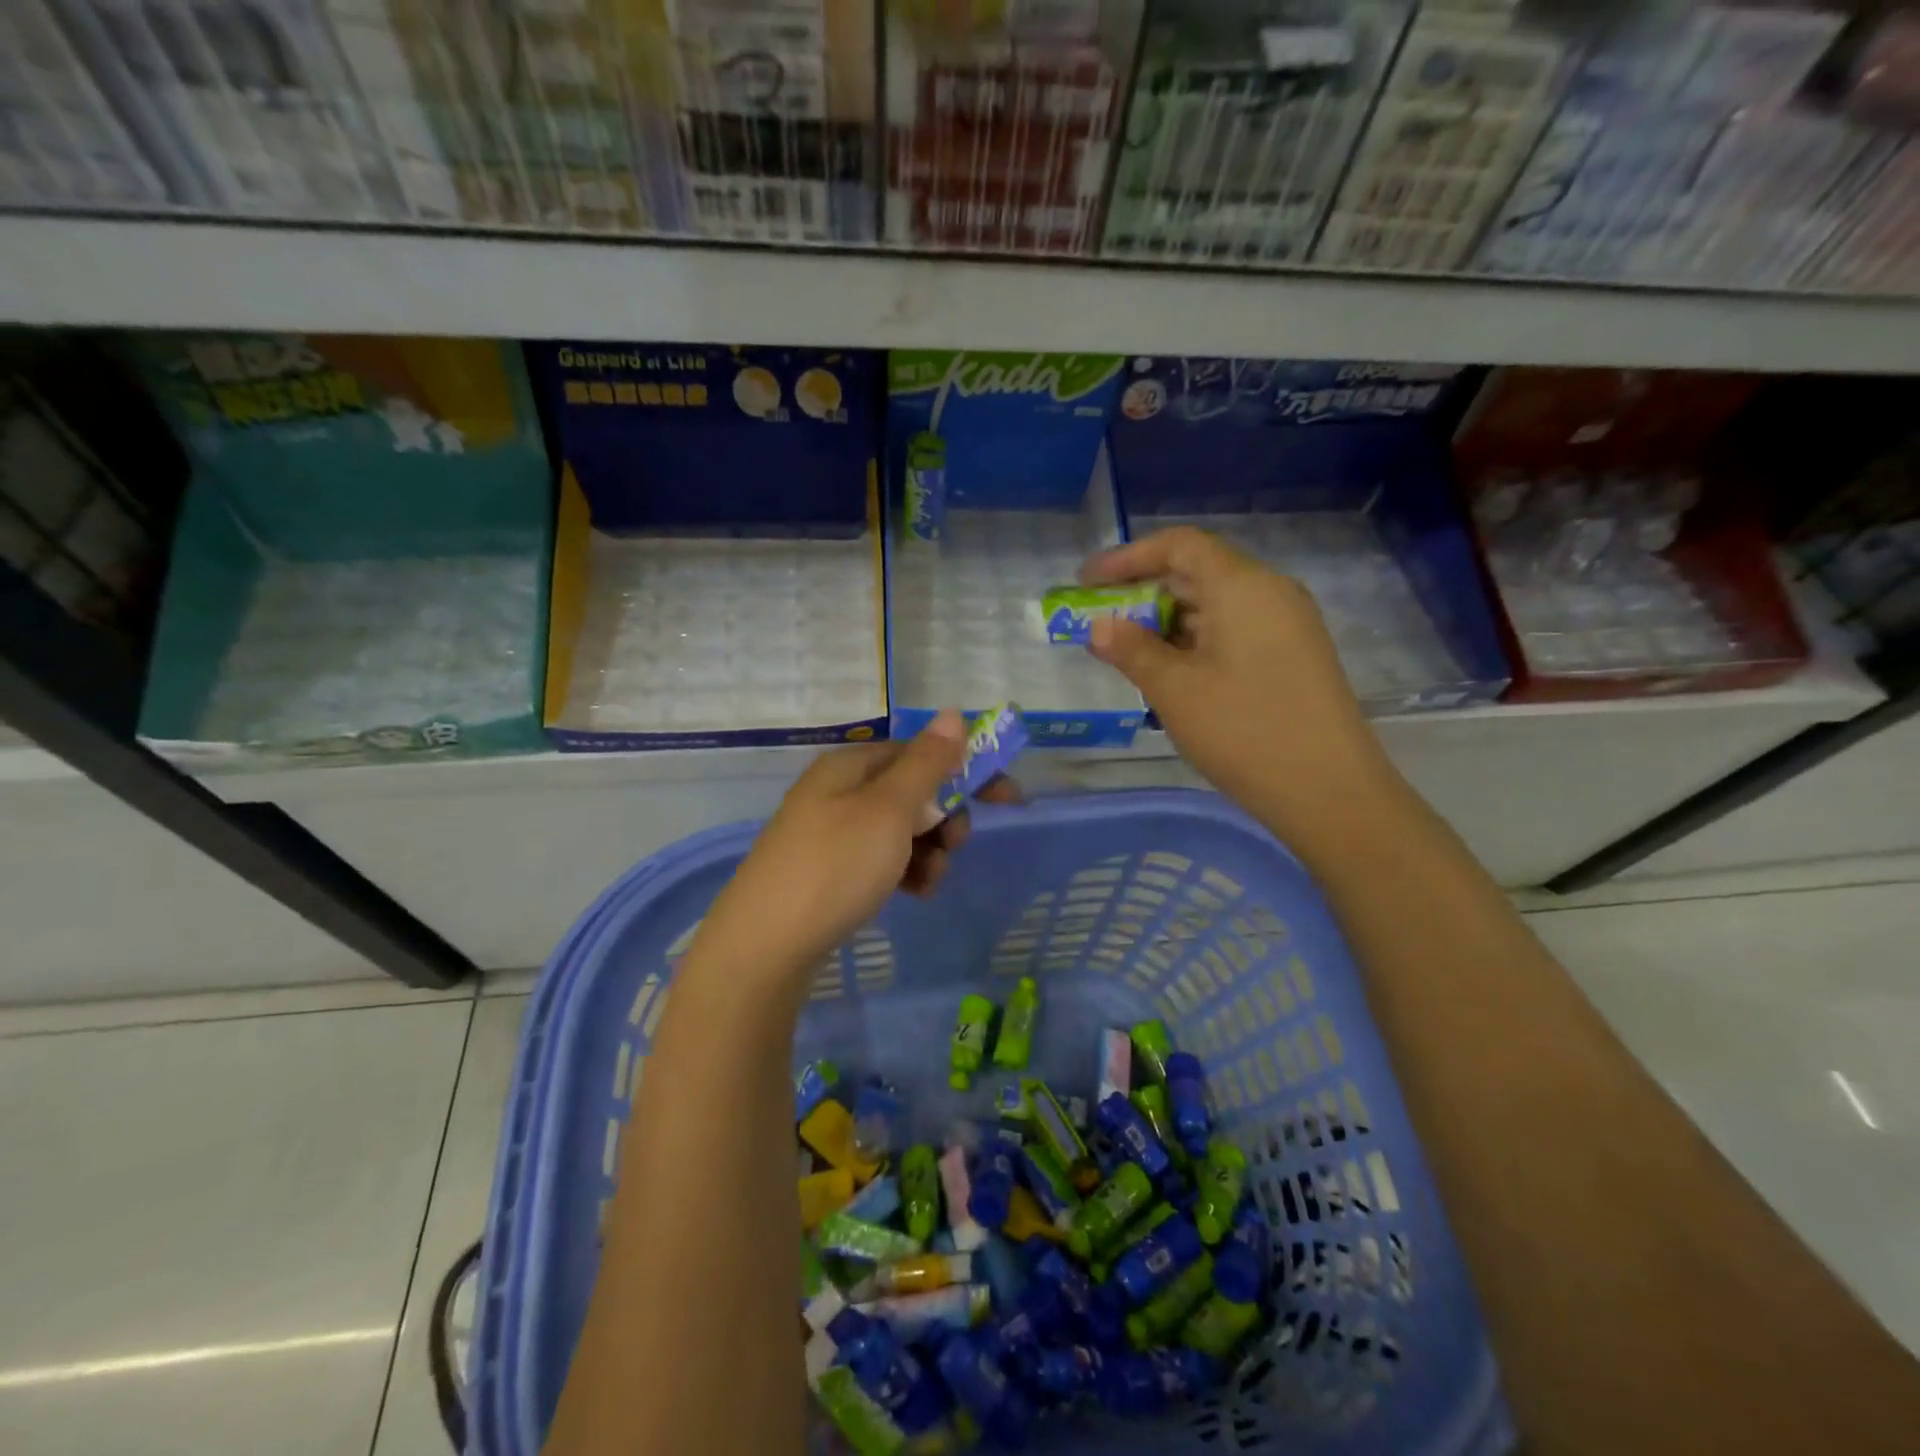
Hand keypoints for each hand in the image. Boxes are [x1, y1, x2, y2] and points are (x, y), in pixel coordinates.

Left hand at [694, 710, 1017, 986]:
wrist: (765, 946)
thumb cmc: (835, 866)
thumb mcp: (889, 809)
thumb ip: (927, 763)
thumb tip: (953, 713)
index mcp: (851, 765)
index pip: (922, 752)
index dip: (966, 770)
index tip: (1008, 799)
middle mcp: (839, 791)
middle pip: (913, 792)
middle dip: (945, 818)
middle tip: (955, 845)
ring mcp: (831, 832)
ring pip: (902, 830)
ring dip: (928, 852)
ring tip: (927, 882)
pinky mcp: (829, 871)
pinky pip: (882, 859)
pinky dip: (904, 872)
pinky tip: (911, 895)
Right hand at [1081, 527, 1396, 839]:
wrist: (1330, 792)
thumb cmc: (1244, 731)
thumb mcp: (1175, 690)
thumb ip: (1131, 650)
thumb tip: (1098, 625)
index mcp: (1242, 586)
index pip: (1179, 545)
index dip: (1128, 557)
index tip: (1087, 582)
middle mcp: (1270, 593)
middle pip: (1197, 572)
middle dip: (1143, 593)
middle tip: (1100, 623)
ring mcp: (1287, 625)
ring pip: (1215, 605)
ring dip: (1167, 622)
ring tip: (1127, 653)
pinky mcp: (1292, 656)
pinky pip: (1233, 631)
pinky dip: (1194, 642)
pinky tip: (1170, 673)